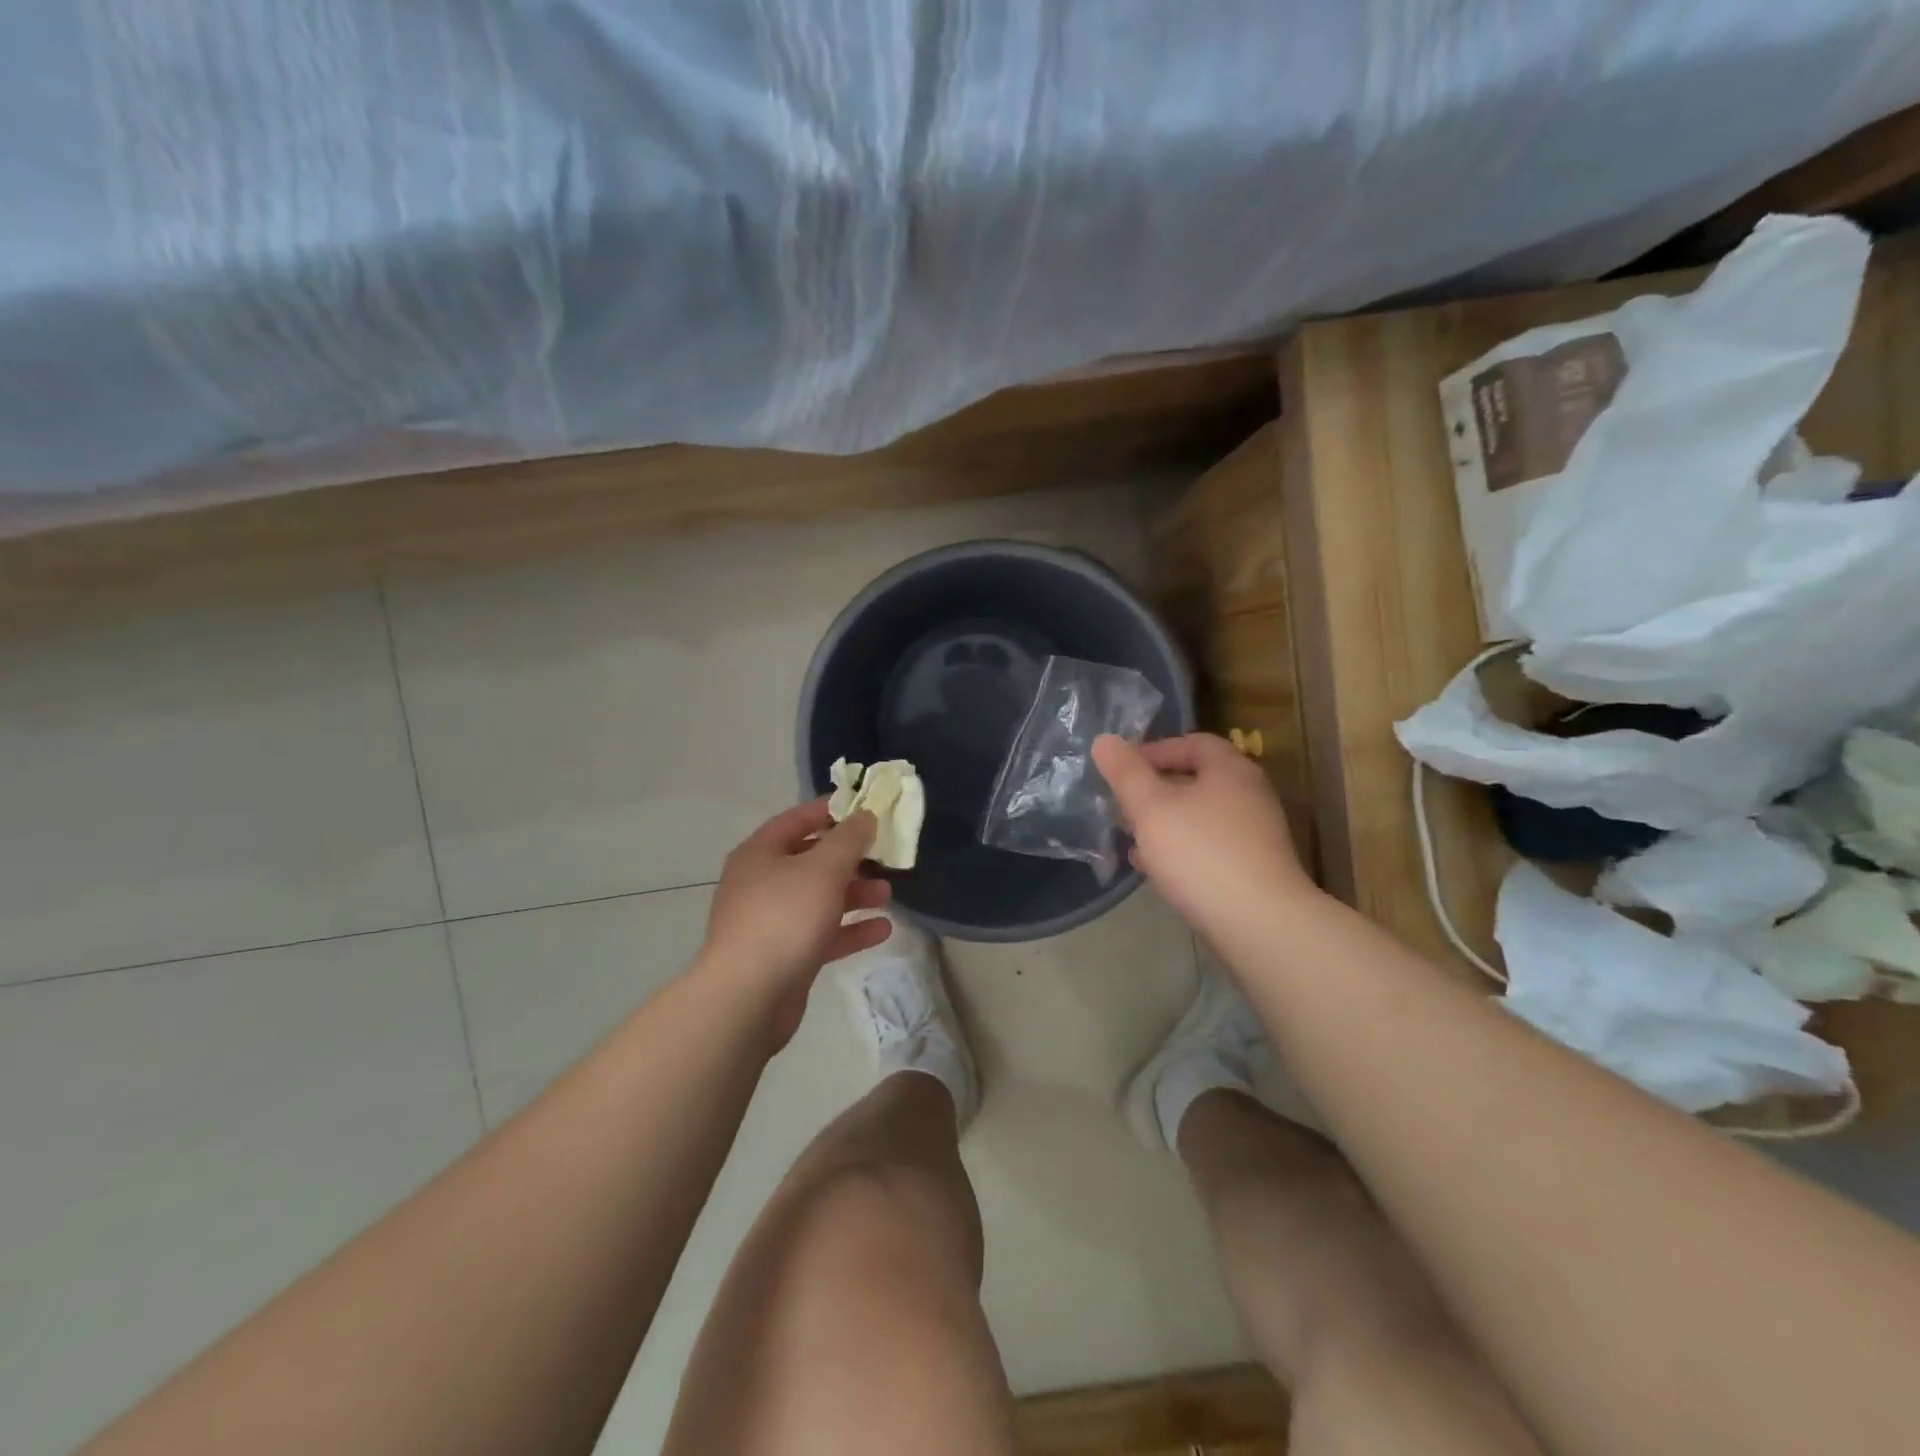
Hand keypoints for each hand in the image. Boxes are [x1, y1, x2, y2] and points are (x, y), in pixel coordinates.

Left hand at [697, 801, 893, 1042]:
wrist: (747, 997)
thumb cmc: (784, 917)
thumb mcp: (824, 868)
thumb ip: (849, 839)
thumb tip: (865, 816)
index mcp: (761, 853)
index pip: (797, 819)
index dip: (831, 811)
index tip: (865, 809)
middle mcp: (761, 883)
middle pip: (811, 860)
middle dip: (850, 859)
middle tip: (883, 856)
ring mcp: (771, 922)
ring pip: (819, 899)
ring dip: (854, 894)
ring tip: (887, 894)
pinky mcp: (784, 956)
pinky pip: (822, 934)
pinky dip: (849, 930)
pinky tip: (882, 930)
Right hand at [1093, 733, 1315, 942]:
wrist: (1260, 924)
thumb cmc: (1201, 854)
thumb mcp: (1151, 808)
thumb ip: (1126, 773)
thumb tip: (1104, 740)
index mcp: (1230, 770)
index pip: (1192, 743)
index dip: (1153, 751)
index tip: (1121, 770)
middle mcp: (1249, 795)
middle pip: (1195, 780)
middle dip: (1153, 791)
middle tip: (1120, 807)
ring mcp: (1255, 834)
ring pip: (1199, 816)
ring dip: (1164, 823)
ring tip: (1130, 840)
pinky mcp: (1253, 868)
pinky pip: (1209, 846)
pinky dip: (1181, 849)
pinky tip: (1156, 870)